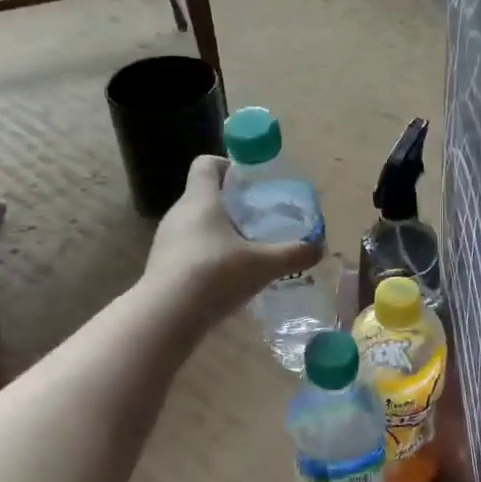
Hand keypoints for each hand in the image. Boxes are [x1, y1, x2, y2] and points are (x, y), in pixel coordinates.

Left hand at [143, 155, 322, 325]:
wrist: (166, 317)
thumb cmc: (215, 274)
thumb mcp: (263, 264)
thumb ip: (293, 254)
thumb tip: (319, 248)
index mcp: (200, 200)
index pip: (206, 164)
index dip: (228, 166)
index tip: (250, 183)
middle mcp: (178, 214)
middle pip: (203, 196)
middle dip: (231, 205)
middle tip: (259, 221)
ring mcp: (166, 242)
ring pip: (196, 226)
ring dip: (219, 234)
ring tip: (247, 253)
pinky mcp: (161, 268)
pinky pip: (188, 252)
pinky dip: (207, 258)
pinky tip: (226, 280)